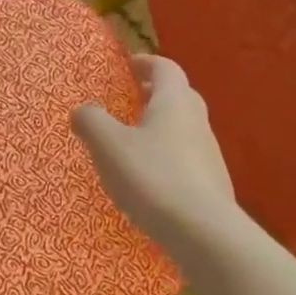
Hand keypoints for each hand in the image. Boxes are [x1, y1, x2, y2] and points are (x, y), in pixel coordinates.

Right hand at [72, 54, 239, 253]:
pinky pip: (187, 159)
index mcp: (174, 102)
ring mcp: (209, 153)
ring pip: (184, 129)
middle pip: (179, 96)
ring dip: (162, 127)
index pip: (165, 68)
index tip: (130, 65)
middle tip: (132, 99)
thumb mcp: (108, 146)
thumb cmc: (151, 177)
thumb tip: (83, 110)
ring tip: (135, 142)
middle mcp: (197, 121)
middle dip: (156, 94)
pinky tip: (151, 179)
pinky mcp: (212, 183)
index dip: (146, 63)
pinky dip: (168, 157)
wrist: (202, 231)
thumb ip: (91, 121)